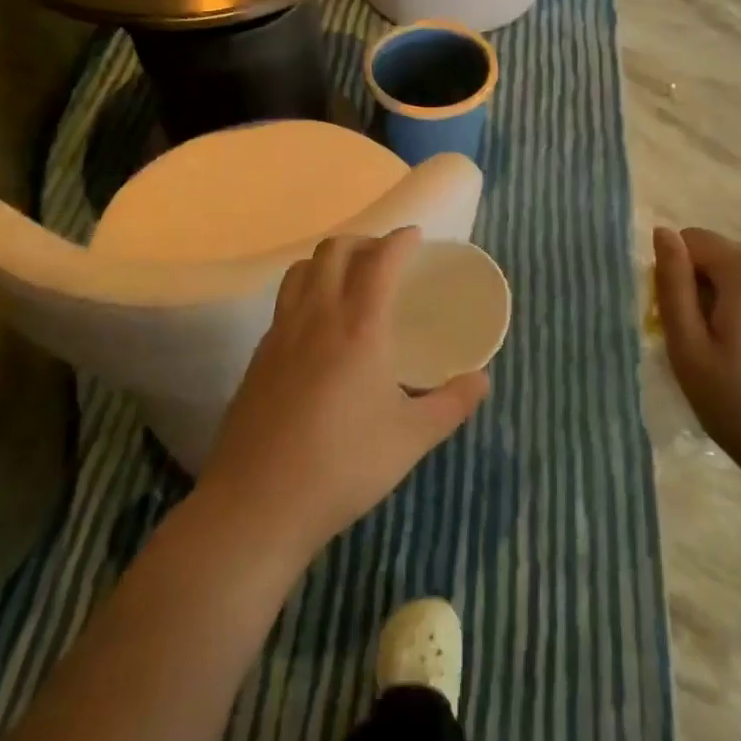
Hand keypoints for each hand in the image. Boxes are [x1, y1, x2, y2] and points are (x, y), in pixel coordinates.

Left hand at [197, 227, 489, 566]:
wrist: (258, 504)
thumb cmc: (344, 466)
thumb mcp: (412, 438)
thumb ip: (452, 404)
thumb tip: (482, 380)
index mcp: (359, 327)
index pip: (379, 261)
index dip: (399, 240)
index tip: (414, 236)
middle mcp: (316, 317)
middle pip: (333, 251)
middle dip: (362, 241)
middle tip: (385, 257)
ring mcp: (280, 334)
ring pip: (301, 270)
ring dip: (328, 260)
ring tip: (349, 280)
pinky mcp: (258, 357)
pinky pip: (284, 302)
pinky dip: (306, 291)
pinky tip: (318, 326)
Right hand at [652, 227, 740, 503]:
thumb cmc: (740, 407)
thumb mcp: (687, 348)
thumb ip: (672, 285)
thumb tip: (663, 233)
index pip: (695, 240)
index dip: (678, 275)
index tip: (683, 322)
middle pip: (727, 256)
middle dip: (709, 287)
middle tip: (709, 345)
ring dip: (738, 301)